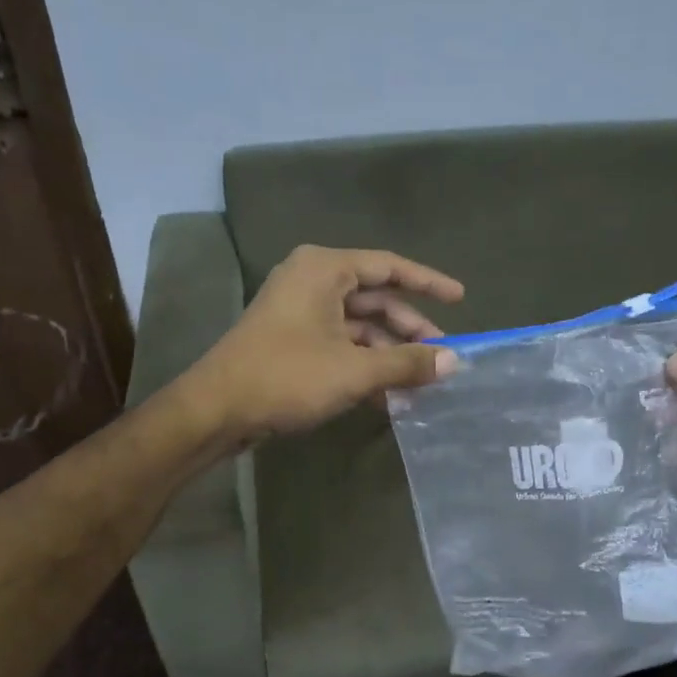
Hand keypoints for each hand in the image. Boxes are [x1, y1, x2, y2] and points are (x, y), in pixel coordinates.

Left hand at [192, 244, 462, 442]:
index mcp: (325, 270)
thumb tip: (453, 362)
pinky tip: (388, 394)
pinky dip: (365, 364)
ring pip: (359, 325)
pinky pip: (341, 344)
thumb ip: (407, 363)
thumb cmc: (286, 376)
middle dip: (410, 329)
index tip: (460, 298)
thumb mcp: (354, 370)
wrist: (216, 411)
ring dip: (389, 353)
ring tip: (419, 382)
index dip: (429, 283)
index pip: (389, 266)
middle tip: (442, 356)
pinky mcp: (293, 341)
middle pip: (376, 298)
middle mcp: (312, 281)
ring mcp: (300, 312)